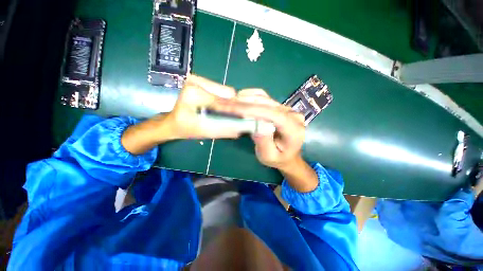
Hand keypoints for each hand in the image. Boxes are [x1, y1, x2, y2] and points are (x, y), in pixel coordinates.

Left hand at [121, 75, 241, 154]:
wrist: (173, 121)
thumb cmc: (185, 128)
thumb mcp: (203, 132)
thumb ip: (222, 131)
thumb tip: (240, 130)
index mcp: (194, 92)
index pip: (223, 100)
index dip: (233, 111)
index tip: (241, 120)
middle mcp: (196, 81)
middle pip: (227, 92)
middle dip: (231, 106)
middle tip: (231, 117)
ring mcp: (198, 79)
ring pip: (226, 91)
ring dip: (228, 103)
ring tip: (223, 113)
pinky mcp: (201, 81)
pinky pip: (221, 90)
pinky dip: (223, 100)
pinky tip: (218, 107)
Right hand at [213, 88, 305, 170]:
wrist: (288, 154)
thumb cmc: (278, 158)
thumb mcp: (268, 156)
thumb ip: (263, 142)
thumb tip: (254, 125)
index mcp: (294, 130)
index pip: (273, 115)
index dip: (253, 110)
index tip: (234, 108)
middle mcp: (293, 115)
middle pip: (267, 104)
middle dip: (245, 103)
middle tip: (225, 104)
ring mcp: (287, 109)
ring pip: (265, 98)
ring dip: (246, 99)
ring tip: (229, 102)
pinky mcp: (280, 106)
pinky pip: (265, 98)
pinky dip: (251, 97)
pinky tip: (240, 99)